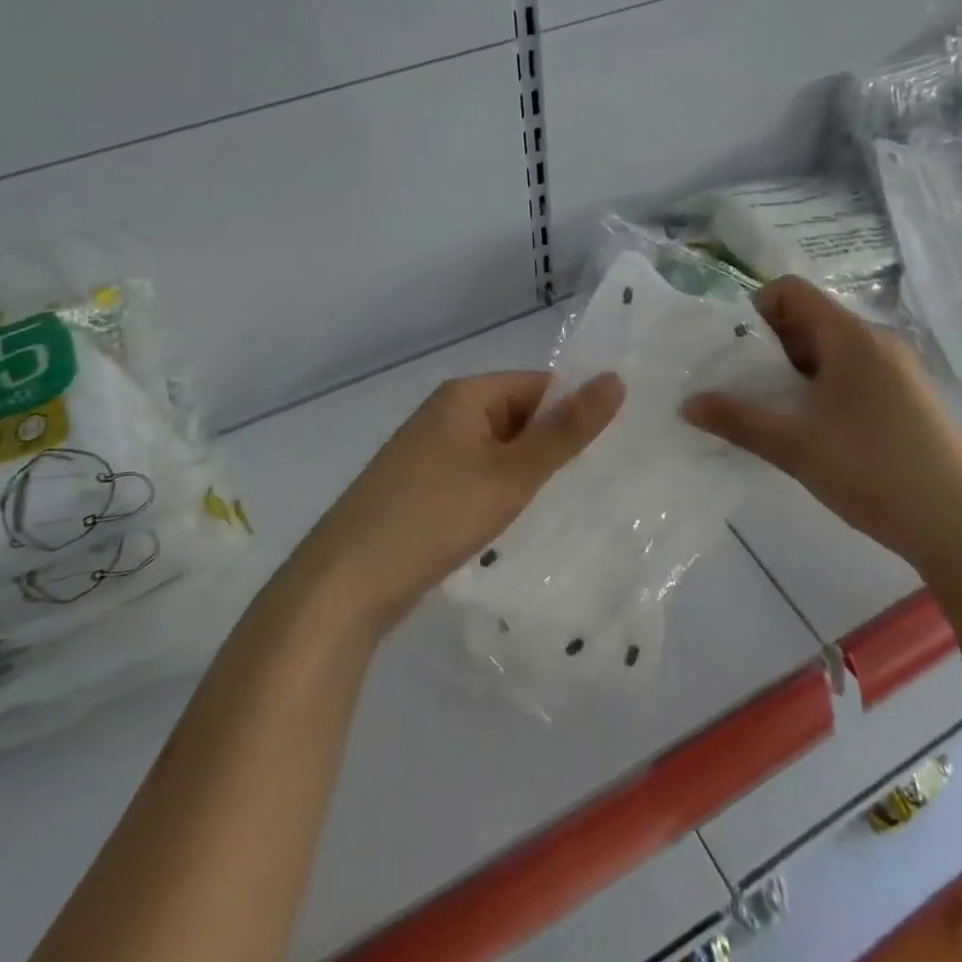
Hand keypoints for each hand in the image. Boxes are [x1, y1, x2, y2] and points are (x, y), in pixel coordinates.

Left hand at [293, 370, 624, 636]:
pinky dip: (500, 495)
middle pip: (519, 417)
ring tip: (566, 508)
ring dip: (528, 476)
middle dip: (553, 448)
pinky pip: (476, 478)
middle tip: (596, 486)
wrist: (346, 582)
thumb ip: (565, 431)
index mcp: (466, 394)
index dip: (575, 413)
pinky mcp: (422, 488)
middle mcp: (446, 413)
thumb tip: (615, 379)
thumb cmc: (435, 515)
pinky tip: (518, 525)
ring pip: (499, 452)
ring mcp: (430, 452)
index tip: (613, 451)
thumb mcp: (511, 474)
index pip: (540, 385)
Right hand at [681, 277, 961, 576]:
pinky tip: (815, 435)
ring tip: (776, 417)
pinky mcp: (909, 401)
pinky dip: (822, 392)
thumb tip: (687, 403)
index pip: (791, 290)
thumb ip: (736, 419)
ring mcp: (898, 371)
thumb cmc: (873, 471)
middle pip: (808, 321)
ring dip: (795, 375)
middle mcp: (877, 342)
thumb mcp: (793, 446)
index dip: (755, 310)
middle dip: (769, 349)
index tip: (736, 354)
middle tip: (746, 390)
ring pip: (830, 353)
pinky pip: (852, 377)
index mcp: (850, 336)